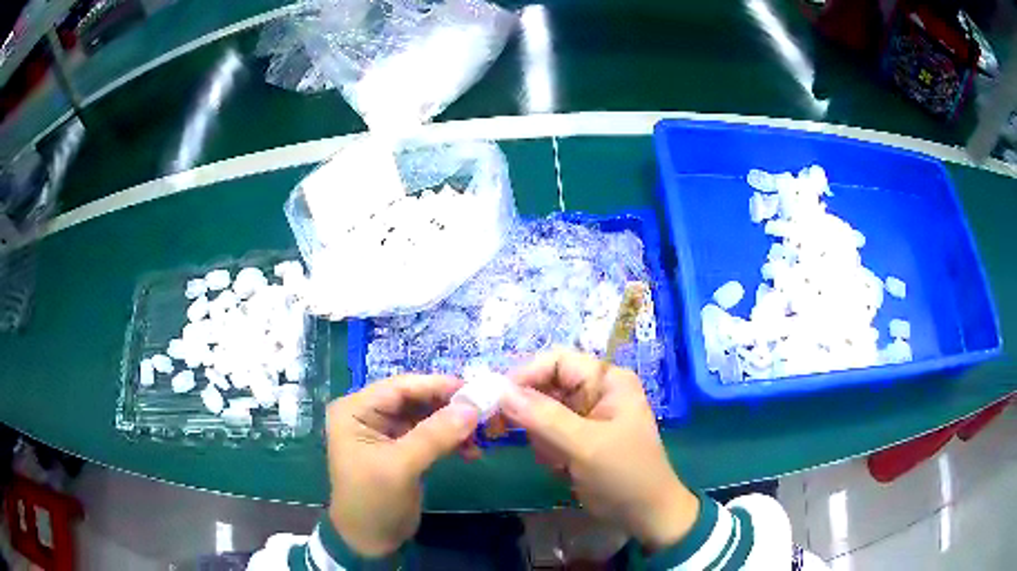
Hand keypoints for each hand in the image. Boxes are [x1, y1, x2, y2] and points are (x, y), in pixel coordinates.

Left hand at [326, 375, 479, 556]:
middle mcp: (369, 413)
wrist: (370, 541)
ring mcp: (387, 431)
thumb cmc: (373, 501)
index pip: (400, 387)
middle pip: (415, 399)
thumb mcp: (400, 467)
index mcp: (355, 409)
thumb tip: (473, 407)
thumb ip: (434, 435)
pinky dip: (451, 440)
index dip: (437, 386)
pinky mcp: (403, 448)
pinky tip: (472, 451)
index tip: (475, 390)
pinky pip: (431, 434)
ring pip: (427, 415)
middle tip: (485, 413)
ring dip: (454, 424)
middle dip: (449, 406)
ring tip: (482, 437)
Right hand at [500, 350, 698, 550]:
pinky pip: (547, 434)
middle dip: (532, 414)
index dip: (526, 374)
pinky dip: (547, 451)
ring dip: (541, 438)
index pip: (557, 361)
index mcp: (607, 381)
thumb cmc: (624, 475)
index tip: (497, 399)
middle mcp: (596, 391)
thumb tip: (500, 392)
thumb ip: (543, 417)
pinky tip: (563, 468)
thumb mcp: (585, 445)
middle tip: (507, 433)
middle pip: (546, 386)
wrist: (644, 515)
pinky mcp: (578, 439)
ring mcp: (586, 416)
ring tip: (559, 461)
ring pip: (541, 413)